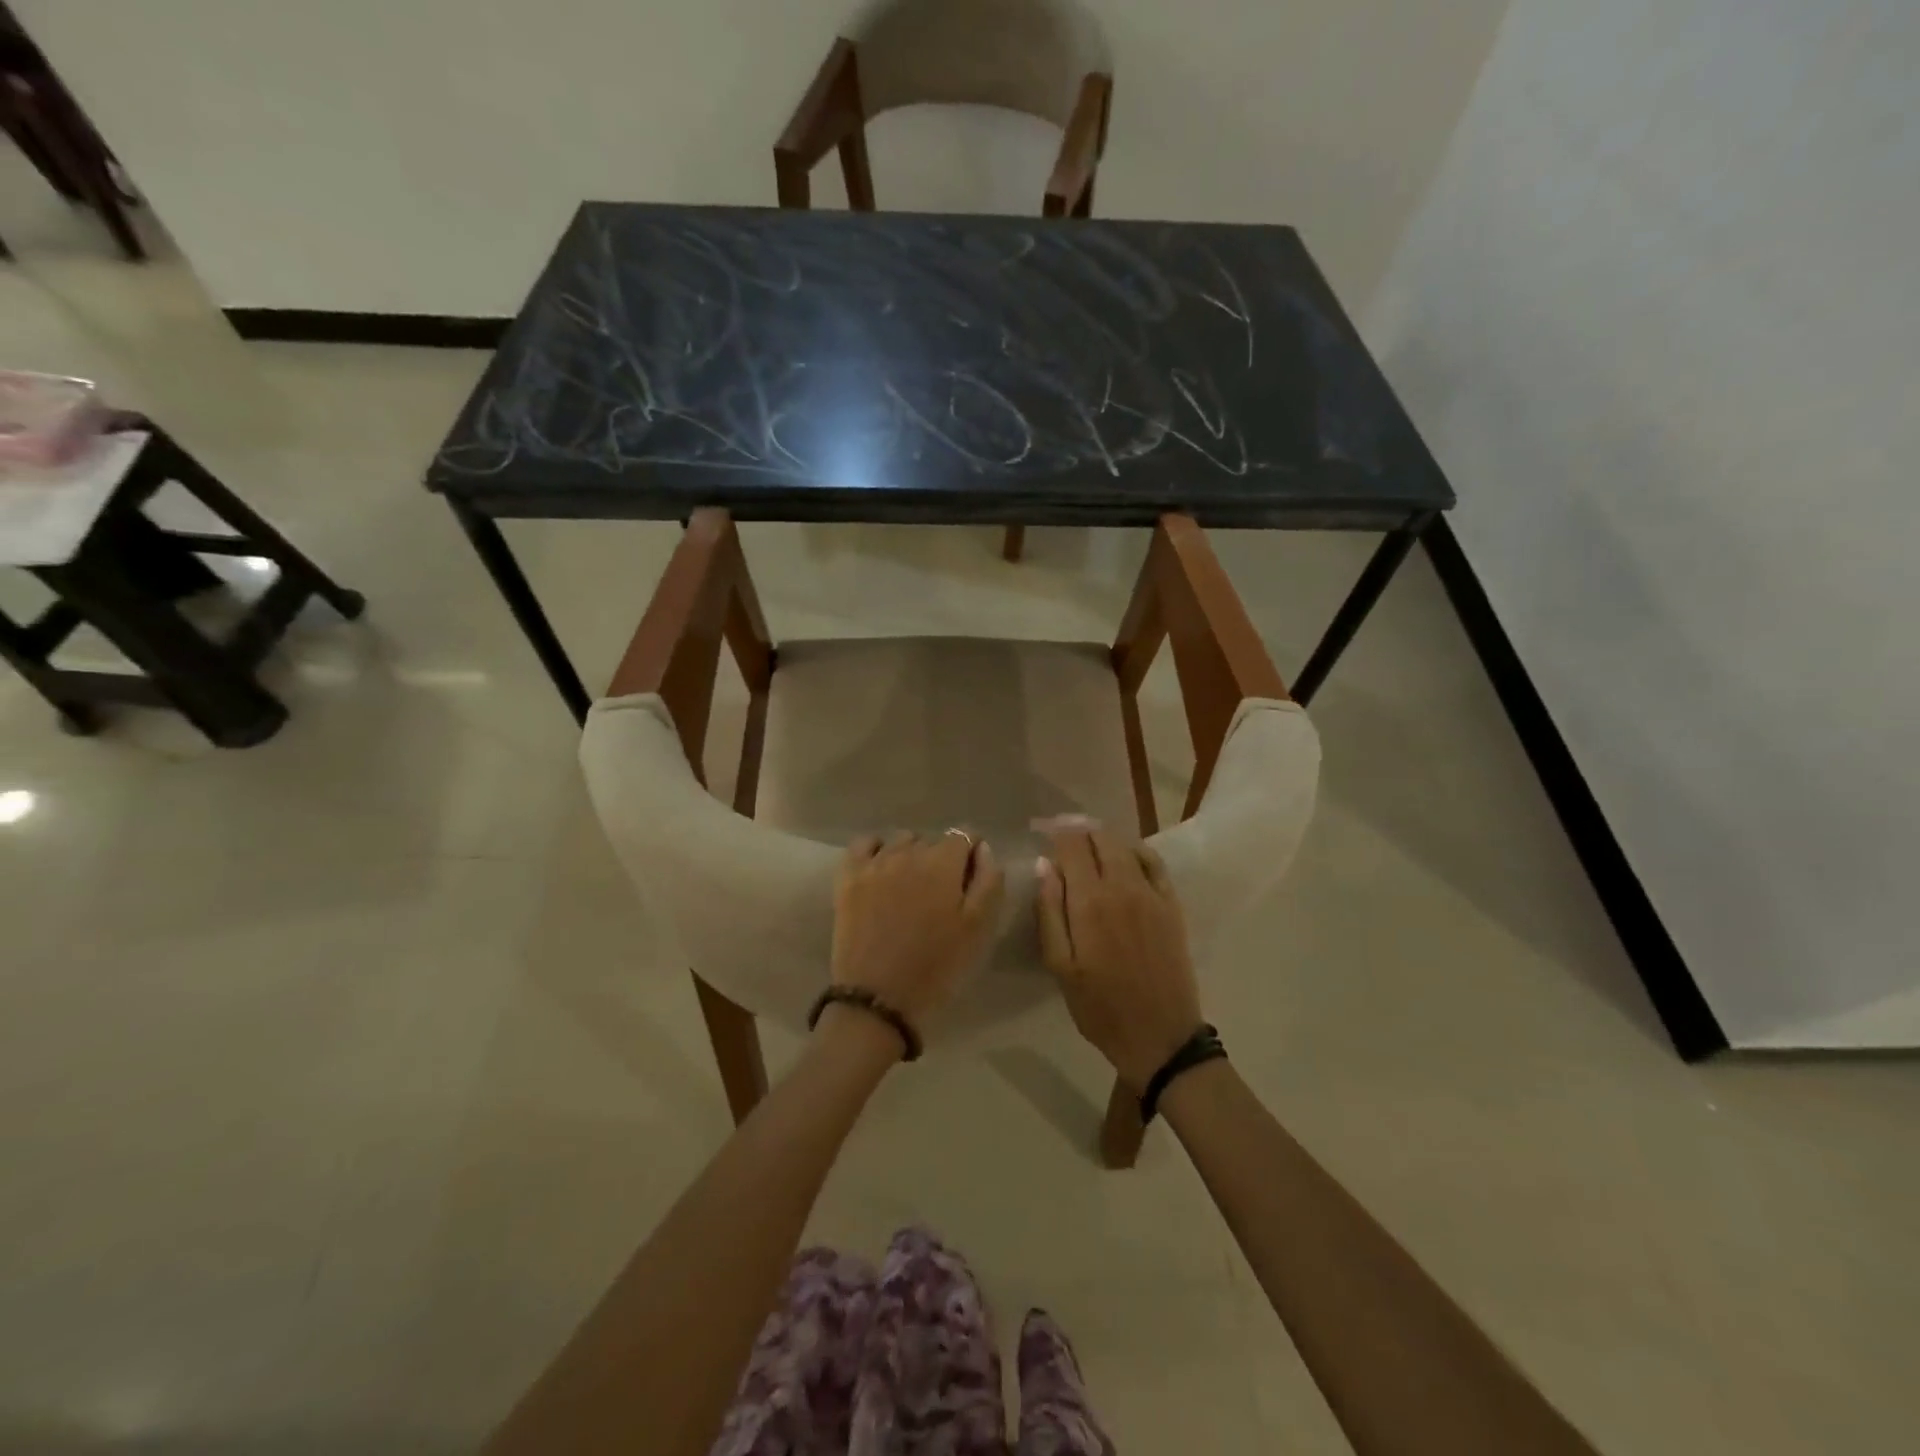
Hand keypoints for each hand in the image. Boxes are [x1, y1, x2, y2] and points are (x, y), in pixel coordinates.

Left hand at [832, 831, 1003, 1027]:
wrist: (878, 999)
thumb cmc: (936, 966)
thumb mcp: (979, 928)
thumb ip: (989, 880)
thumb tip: (982, 848)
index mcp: (943, 862)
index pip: (965, 836)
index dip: (971, 857)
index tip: (968, 884)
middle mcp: (908, 851)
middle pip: (933, 841)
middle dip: (942, 860)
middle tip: (941, 897)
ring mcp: (874, 862)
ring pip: (902, 841)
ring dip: (911, 856)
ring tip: (911, 889)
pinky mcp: (848, 877)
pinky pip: (864, 844)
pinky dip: (876, 849)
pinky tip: (881, 871)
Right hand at [1036, 829, 1204, 1090]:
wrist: (1160, 1036)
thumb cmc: (1100, 1007)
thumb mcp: (1060, 965)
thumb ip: (1050, 911)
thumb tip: (1044, 865)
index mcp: (1090, 901)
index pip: (1071, 844)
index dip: (1054, 831)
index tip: (1040, 830)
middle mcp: (1123, 886)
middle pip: (1099, 837)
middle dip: (1077, 829)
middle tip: (1060, 835)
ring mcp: (1152, 893)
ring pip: (1125, 845)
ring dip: (1103, 838)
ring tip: (1086, 844)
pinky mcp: (1171, 904)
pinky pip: (1153, 862)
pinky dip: (1134, 850)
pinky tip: (1123, 857)